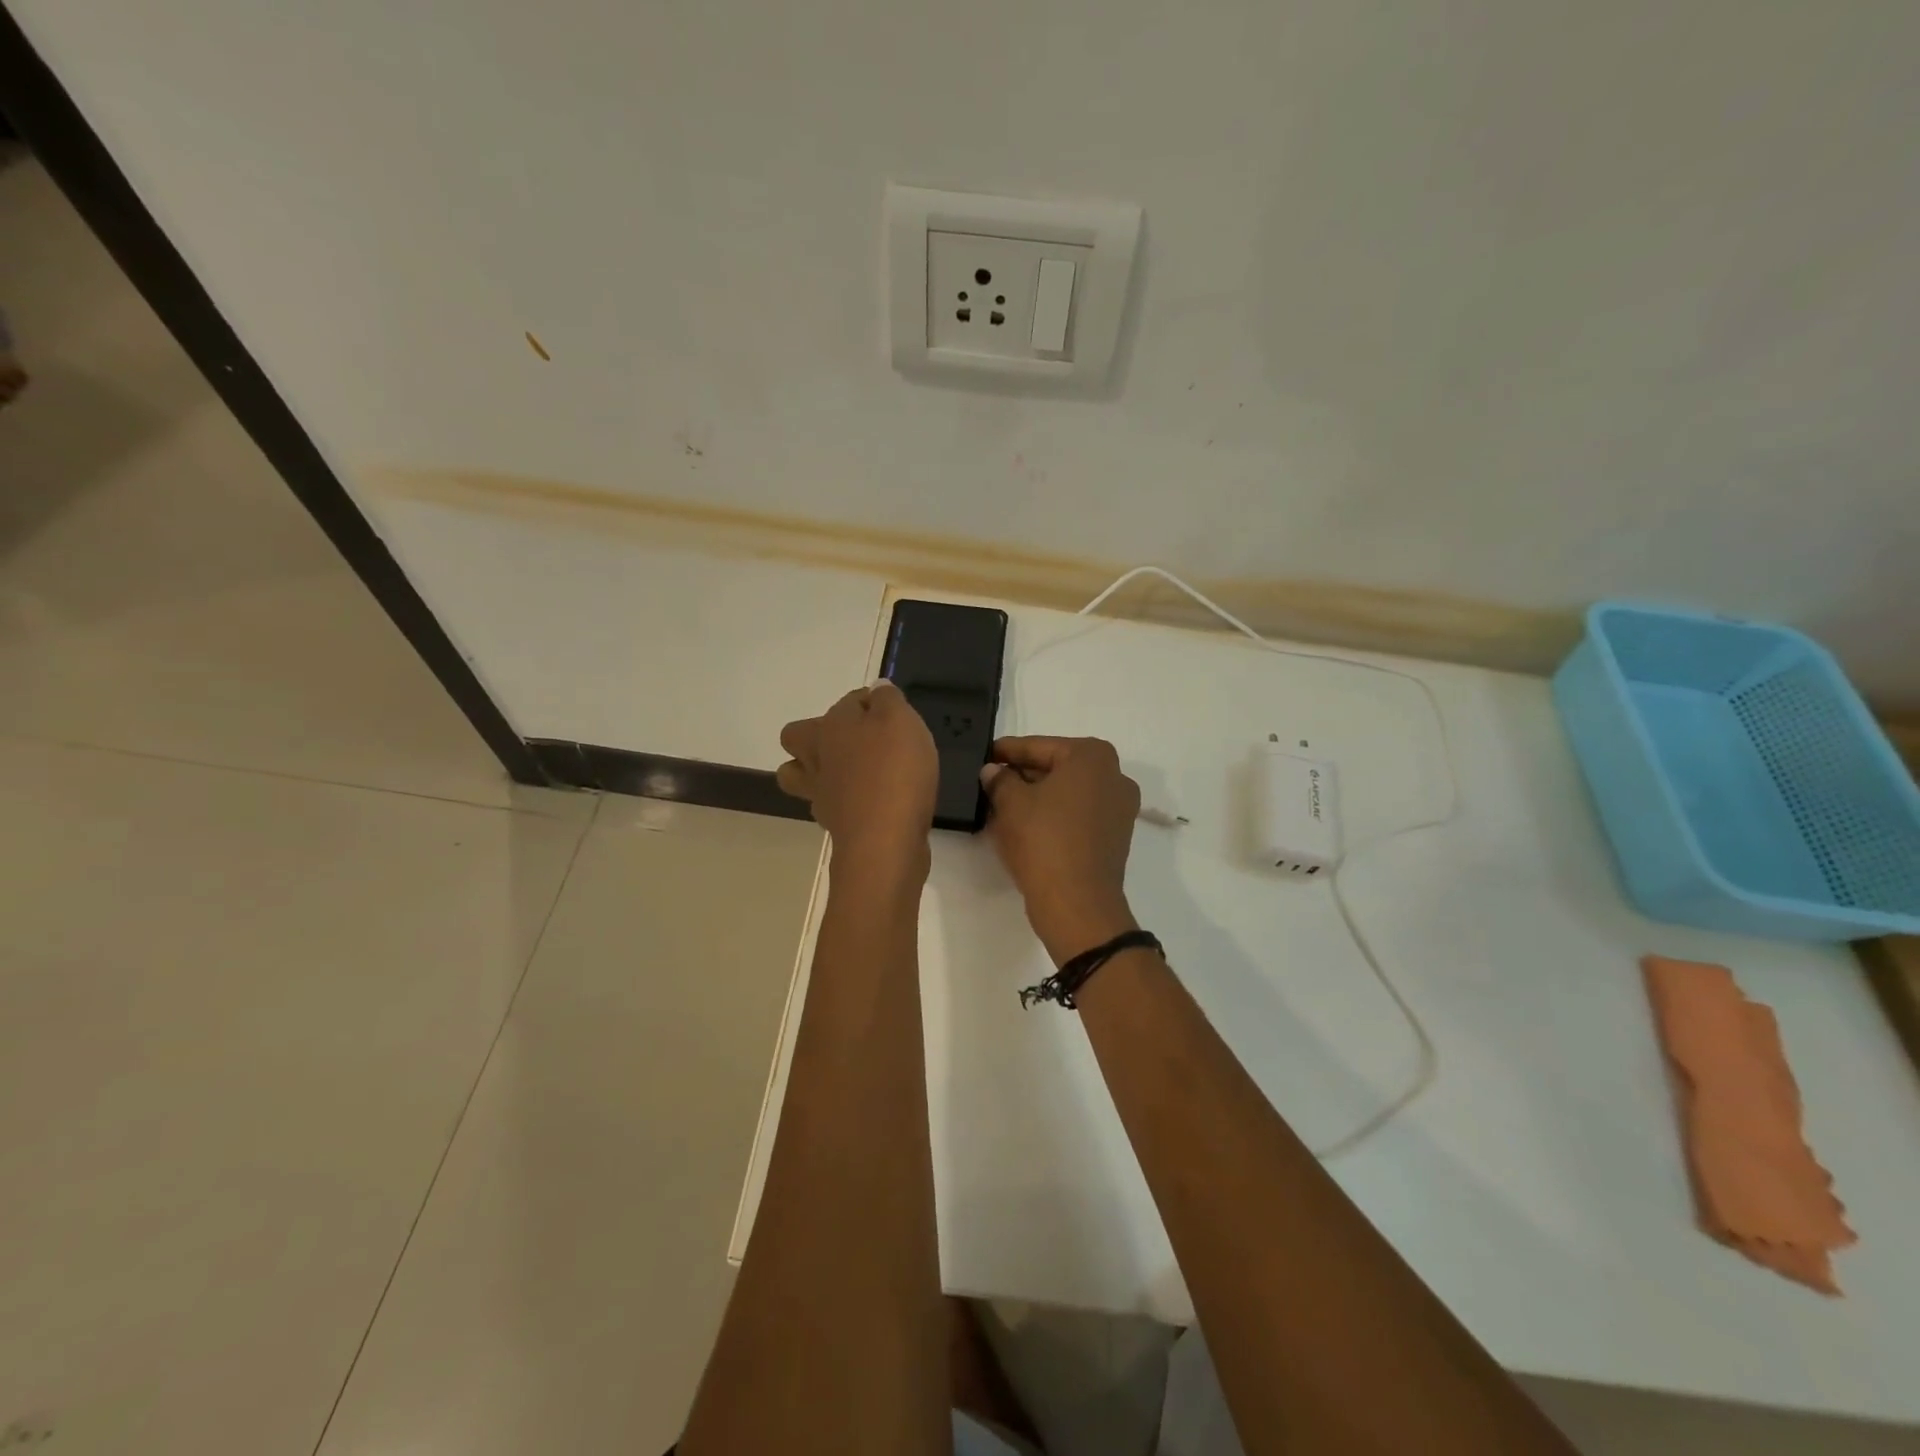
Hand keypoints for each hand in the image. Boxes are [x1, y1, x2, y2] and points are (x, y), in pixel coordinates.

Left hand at [777, 682, 937, 880]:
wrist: (884, 841)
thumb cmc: (893, 771)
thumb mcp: (899, 721)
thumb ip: (888, 700)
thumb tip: (876, 691)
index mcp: (831, 726)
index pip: (847, 701)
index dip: (869, 702)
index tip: (893, 713)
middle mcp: (817, 757)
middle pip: (796, 737)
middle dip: (817, 735)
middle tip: (856, 741)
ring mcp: (820, 793)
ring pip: (799, 776)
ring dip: (817, 771)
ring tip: (852, 773)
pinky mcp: (835, 824)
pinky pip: (829, 805)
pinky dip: (843, 801)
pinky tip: (869, 803)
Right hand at [980, 737, 1140, 963]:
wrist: (1077, 904)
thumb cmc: (1044, 841)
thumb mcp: (1010, 803)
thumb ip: (1000, 779)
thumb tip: (993, 771)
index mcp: (1092, 757)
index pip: (1039, 746)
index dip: (1007, 752)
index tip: (984, 755)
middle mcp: (1114, 776)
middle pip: (1057, 768)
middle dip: (1023, 775)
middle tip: (989, 782)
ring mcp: (1119, 808)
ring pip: (1067, 793)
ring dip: (1037, 797)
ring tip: (1001, 806)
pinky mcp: (1114, 837)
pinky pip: (1077, 816)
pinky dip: (1053, 816)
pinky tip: (1024, 826)